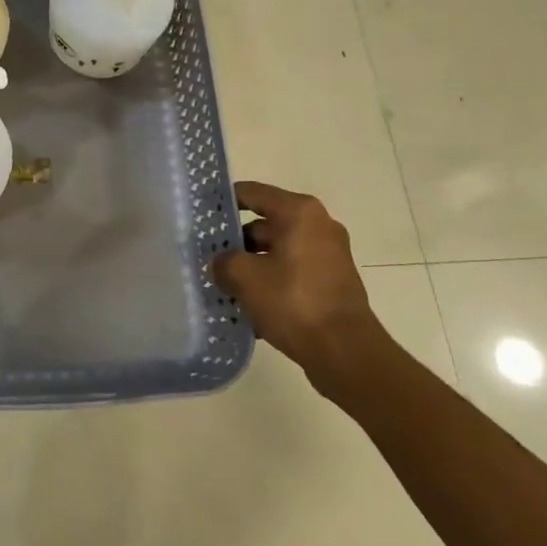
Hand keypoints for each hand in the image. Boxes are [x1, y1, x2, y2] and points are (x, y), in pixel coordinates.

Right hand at [212, 182, 388, 401]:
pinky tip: (249, 303)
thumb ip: (223, 261)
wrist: (346, 352)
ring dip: (252, 264)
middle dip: (235, 241)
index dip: (223, 201)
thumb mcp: (244, 277)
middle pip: (264, 223)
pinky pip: (292, 270)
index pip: (251, 193)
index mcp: (299, 212)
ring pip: (277, 249)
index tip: (200, 215)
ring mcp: (329, 254)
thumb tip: (220, 263)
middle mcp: (318, 225)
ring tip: (223, 284)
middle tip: (207, 256)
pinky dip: (271, 280)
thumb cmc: (294, 302)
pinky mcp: (332, 281)